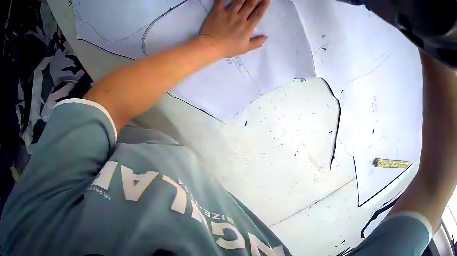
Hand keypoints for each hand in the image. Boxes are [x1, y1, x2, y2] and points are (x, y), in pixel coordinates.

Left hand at [200, 0, 269, 57]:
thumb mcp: (245, 48)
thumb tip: (265, 37)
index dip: (263, 6)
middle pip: (250, 5)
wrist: (211, 47)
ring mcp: (229, 14)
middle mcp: (240, 18)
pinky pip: (222, 1)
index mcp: (247, 27)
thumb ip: (256, 42)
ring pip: (238, 1)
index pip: (258, 14)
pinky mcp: (218, 12)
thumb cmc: (228, 48)